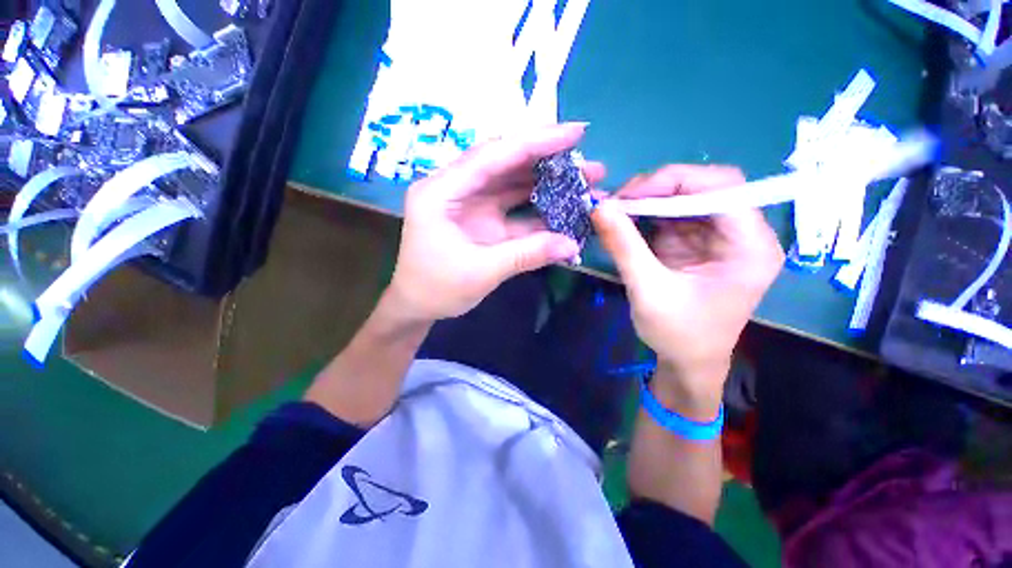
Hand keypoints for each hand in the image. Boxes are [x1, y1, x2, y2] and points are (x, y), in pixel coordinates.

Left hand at [385, 122, 605, 321]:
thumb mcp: (481, 272)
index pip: (493, 156)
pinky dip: (540, 209)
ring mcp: (472, 204)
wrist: (417, 307)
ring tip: (586, 183)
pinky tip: (565, 209)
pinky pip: (515, 208)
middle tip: (590, 164)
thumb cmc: (436, 288)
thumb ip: (527, 255)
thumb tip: (572, 244)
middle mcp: (456, 188)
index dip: (535, 142)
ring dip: (549, 184)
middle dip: (549, 162)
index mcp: (441, 191)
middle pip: (506, 164)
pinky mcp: (484, 219)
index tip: (576, 133)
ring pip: (514, 185)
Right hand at [592, 165, 783, 414]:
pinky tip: (626, 219)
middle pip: (705, 188)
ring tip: (616, 208)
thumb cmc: (678, 335)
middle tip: (618, 201)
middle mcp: (743, 235)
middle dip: (659, 189)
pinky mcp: (700, 243)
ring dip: (650, 200)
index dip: (674, 181)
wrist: (687, 364)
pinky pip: (674, 216)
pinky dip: (648, 214)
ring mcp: (720, 238)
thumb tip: (599, 206)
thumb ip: (624, 245)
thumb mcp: (648, 290)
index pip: (723, 188)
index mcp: (750, 247)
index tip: (629, 195)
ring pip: (687, 198)